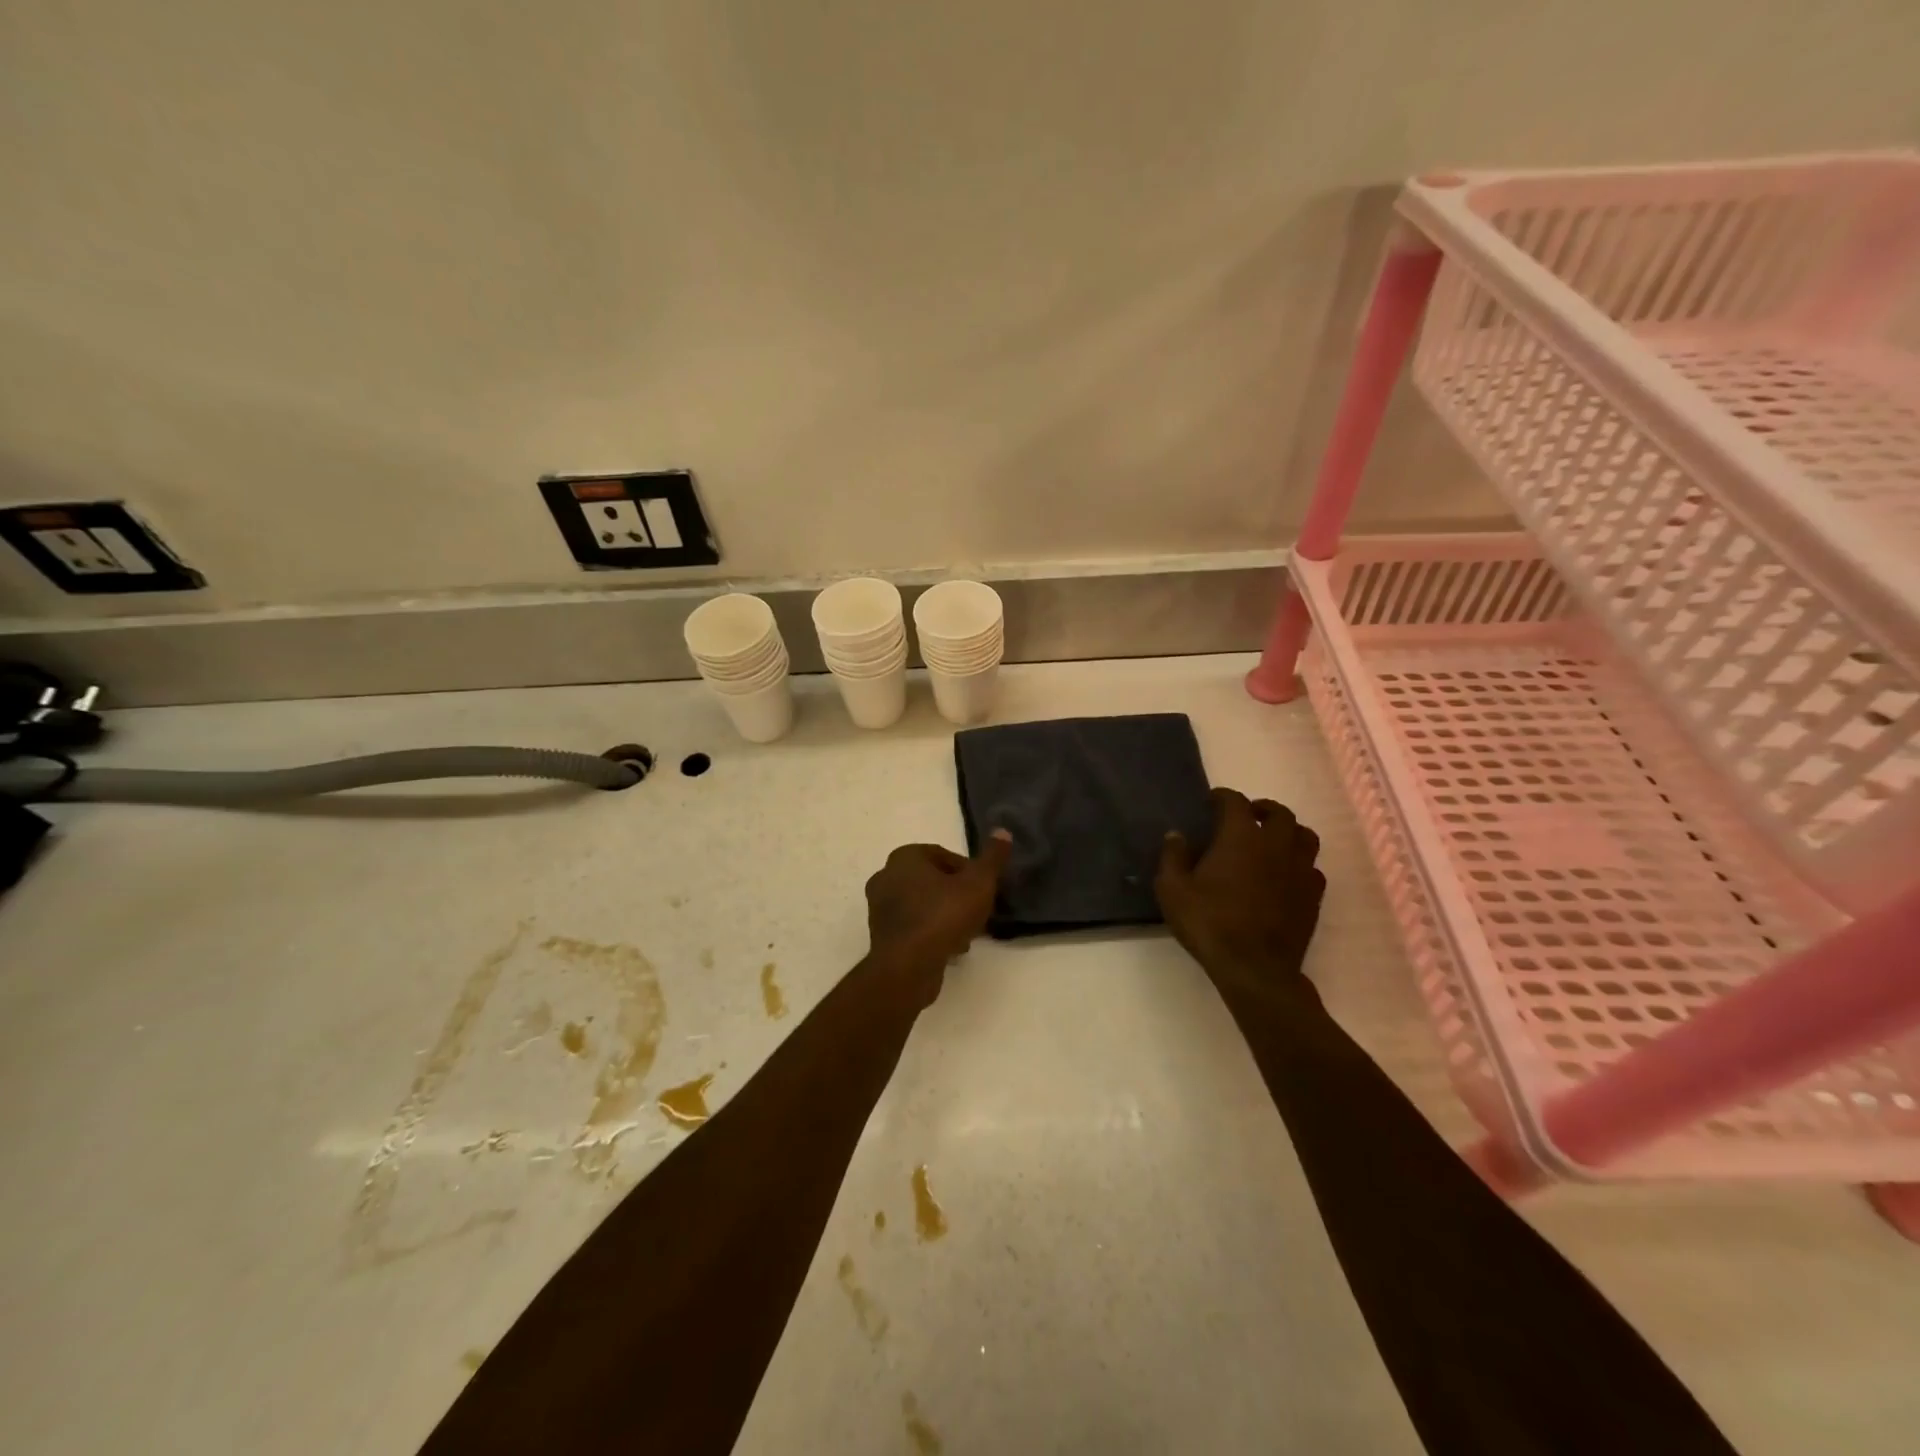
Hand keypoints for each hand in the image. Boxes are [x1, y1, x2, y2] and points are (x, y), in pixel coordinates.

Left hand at [863, 831, 1012, 1004]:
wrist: (908, 967)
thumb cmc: (943, 916)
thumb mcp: (978, 884)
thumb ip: (992, 858)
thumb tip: (1003, 831)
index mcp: (905, 857)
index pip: (944, 855)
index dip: (969, 872)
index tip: (984, 890)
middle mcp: (886, 876)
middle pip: (933, 880)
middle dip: (956, 894)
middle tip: (977, 911)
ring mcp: (879, 907)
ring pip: (923, 905)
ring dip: (945, 915)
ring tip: (967, 933)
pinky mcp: (880, 935)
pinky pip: (913, 926)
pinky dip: (931, 932)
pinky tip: (950, 948)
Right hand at [1155, 788, 1325, 1000]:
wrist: (1255, 968)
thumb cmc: (1209, 923)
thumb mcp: (1173, 890)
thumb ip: (1173, 857)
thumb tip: (1176, 835)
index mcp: (1241, 836)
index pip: (1235, 802)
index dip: (1222, 797)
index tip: (1211, 801)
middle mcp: (1276, 845)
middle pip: (1279, 813)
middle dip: (1262, 808)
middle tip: (1247, 815)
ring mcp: (1300, 870)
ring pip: (1304, 836)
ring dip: (1288, 831)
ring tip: (1272, 840)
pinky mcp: (1313, 895)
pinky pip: (1313, 867)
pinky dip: (1300, 863)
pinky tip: (1286, 874)